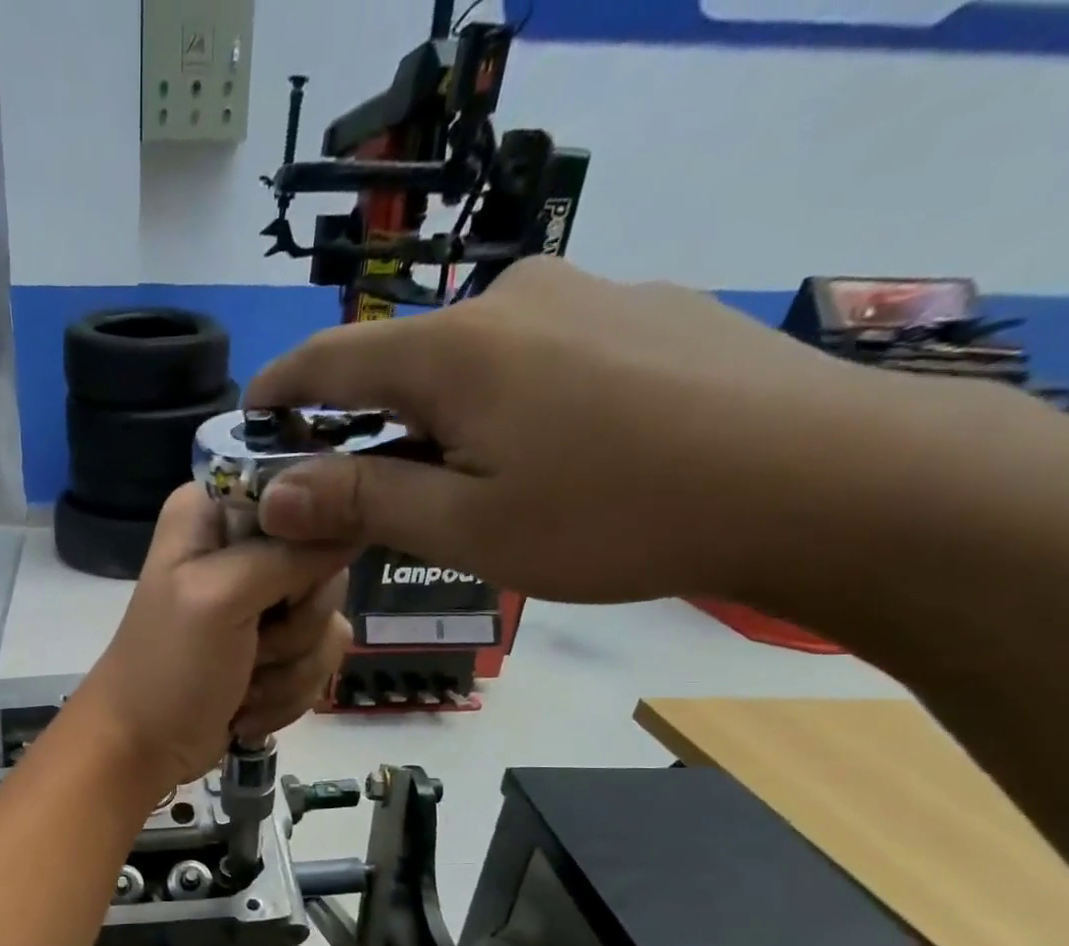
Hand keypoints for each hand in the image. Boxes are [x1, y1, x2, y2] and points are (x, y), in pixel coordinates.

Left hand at [76, 486, 352, 795]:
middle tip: (251, 647)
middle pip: (327, 564)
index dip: (307, 547)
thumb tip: (357, 523)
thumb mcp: (222, 595)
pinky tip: (247, 705)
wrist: (146, 748)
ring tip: (242, 685)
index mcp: (215, 513)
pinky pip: (322, 659)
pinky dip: (287, 692)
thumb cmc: (170, 667)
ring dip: (290, 669)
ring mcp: (263, 601)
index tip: (282, 590)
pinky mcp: (277, 647)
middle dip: (296, 624)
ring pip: (330, 620)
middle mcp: (243, 547)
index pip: (304, 496)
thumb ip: (290, 552)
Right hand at [246, 257, 898, 603]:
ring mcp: (582, 296)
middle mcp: (509, 300)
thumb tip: (273, 493)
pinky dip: (499, 404)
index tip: (246, 423)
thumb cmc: (614, 515)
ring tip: (459, 489)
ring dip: (435, 420)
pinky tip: (542, 456)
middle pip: (400, 364)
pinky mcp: (636, 311)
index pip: (329, 360)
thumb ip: (362, 501)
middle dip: (361, 425)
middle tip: (355, 495)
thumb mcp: (467, 527)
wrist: (822, 479)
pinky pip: (531, 356)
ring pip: (468, 362)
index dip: (277, 392)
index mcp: (453, 350)